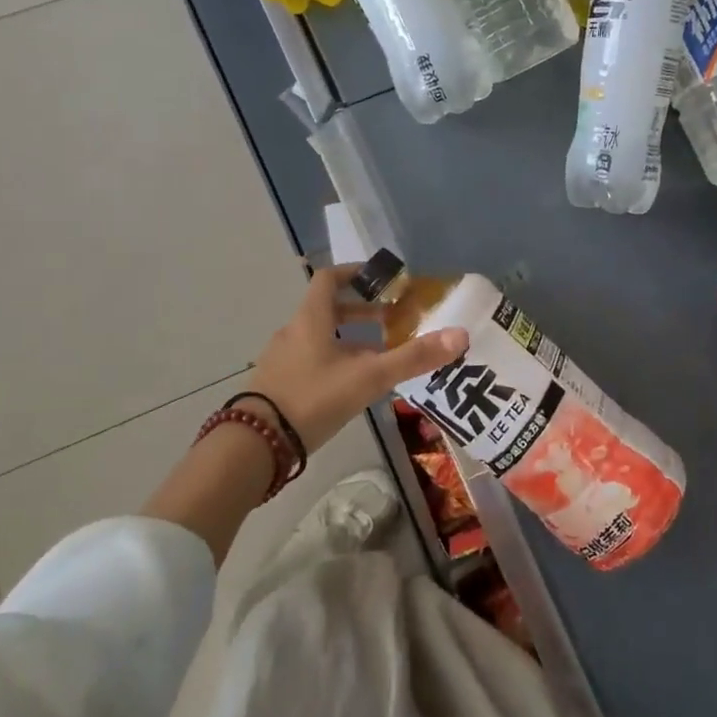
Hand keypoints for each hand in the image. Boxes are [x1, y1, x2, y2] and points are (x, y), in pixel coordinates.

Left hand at [246, 264, 466, 451]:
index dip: (355, 273)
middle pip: (326, 308)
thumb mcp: (369, 377)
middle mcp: (293, 332)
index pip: (329, 279)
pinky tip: (351, 385)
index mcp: (310, 319)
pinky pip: (309, 360)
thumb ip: (413, 357)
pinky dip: (333, 360)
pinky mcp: (277, 383)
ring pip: (319, 337)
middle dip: (360, 311)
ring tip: (377, 356)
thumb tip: (460, 335)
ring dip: (348, 338)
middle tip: (390, 320)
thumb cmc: (313, 398)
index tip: (381, 278)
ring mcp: (281, 359)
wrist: (256, 444)